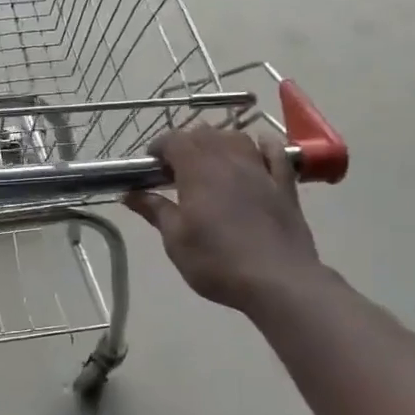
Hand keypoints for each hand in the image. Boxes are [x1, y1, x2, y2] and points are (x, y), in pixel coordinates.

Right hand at [124, 127, 323, 310]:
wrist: (278, 280)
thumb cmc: (217, 261)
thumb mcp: (176, 240)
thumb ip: (154, 210)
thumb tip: (130, 194)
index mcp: (198, 170)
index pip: (174, 140)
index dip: (158, 147)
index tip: (150, 166)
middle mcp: (229, 160)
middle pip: (205, 133)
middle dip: (186, 144)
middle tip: (175, 170)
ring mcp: (261, 170)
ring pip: (237, 138)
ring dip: (220, 142)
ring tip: (211, 162)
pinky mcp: (285, 185)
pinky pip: (276, 153)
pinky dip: (263, 146)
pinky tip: (259, 148)